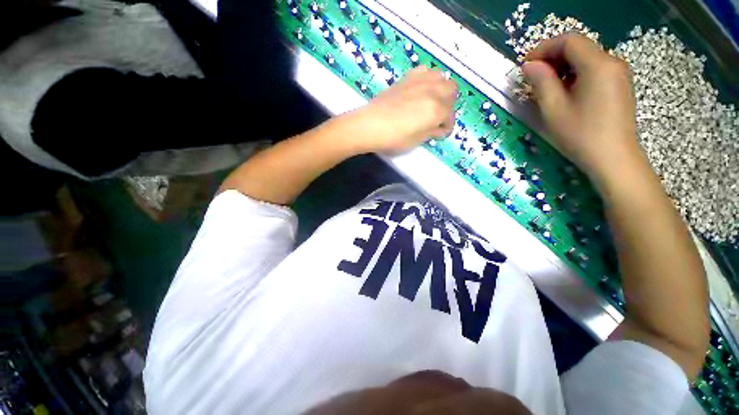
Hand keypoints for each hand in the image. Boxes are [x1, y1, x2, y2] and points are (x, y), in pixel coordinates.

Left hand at [350, 66, 457, 153]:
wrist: (369, 125)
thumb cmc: (393, 138)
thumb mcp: (416, 141)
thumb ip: (431, 132)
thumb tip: (439, 129)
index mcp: (436, 110)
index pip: (450, 117)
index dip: (446, 127)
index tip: (440, 133)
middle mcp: (433, 91)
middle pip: (452, 91)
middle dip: (448, 105)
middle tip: (437, 117)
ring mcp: (420, 81)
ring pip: (441, 77)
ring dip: (441, 89)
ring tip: (431, 101)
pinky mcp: (407, 77)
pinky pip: (425, 70)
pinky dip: (428, 79)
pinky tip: (420, 90)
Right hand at [522, 33, 642, 185]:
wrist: (613, 159)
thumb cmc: (580, 135)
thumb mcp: (553, 108)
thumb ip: (541, 81)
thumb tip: (529, 65)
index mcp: (597, 64)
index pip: (568, 41)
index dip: (544, 48)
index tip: (525, 66)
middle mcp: (612, 62)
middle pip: (578, 47)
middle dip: (552, 58)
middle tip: (532, 78)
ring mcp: (618, 74)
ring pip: (585, 59)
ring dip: (562, 68)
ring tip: (546, 88)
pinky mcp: (619, 85)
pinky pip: (594, 70)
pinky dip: (575, 75)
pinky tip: (565, 93)